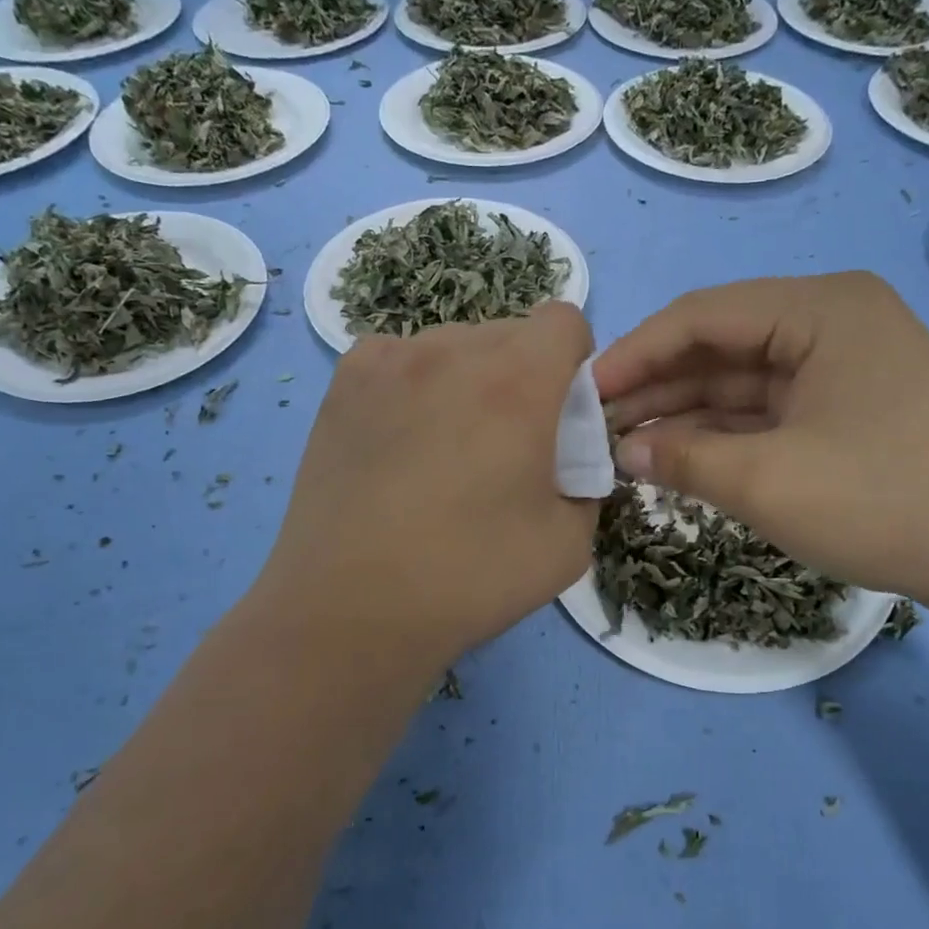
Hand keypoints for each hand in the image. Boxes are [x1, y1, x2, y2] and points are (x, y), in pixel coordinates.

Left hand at [252, 303, 597, 677]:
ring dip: (469, 379)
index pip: (565, 320)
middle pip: (510, 333)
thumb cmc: (470, 577)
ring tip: (446, 449)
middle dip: (525, 375)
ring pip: (453, 345)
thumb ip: (586, 485)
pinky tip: (402, 442)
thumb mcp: (570, 545)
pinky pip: (401, 360)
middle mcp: (452, 350)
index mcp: (518, 381)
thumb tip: (566, 465)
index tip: (561, 414)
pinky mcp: (343, 384)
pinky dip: (416, 385)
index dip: (574, 363)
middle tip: (507, 444)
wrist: (352, 608)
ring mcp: (388, 361)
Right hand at [595, 273, 928, 616]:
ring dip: (684, 416)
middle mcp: (832, 324)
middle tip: (596, 429)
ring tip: (623, 451)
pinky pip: (767, 415)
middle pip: (720, 347)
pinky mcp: (848, 414)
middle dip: (657, 388)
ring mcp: (843, 371)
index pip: (702, 315)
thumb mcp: (770, 481)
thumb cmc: (886, 501)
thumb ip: (684, 458)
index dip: (635, 353)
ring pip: (741, 384)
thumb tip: (623, 451)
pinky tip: (677, 461)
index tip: (583, 394)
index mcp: (820, 309)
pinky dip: (722, 437)